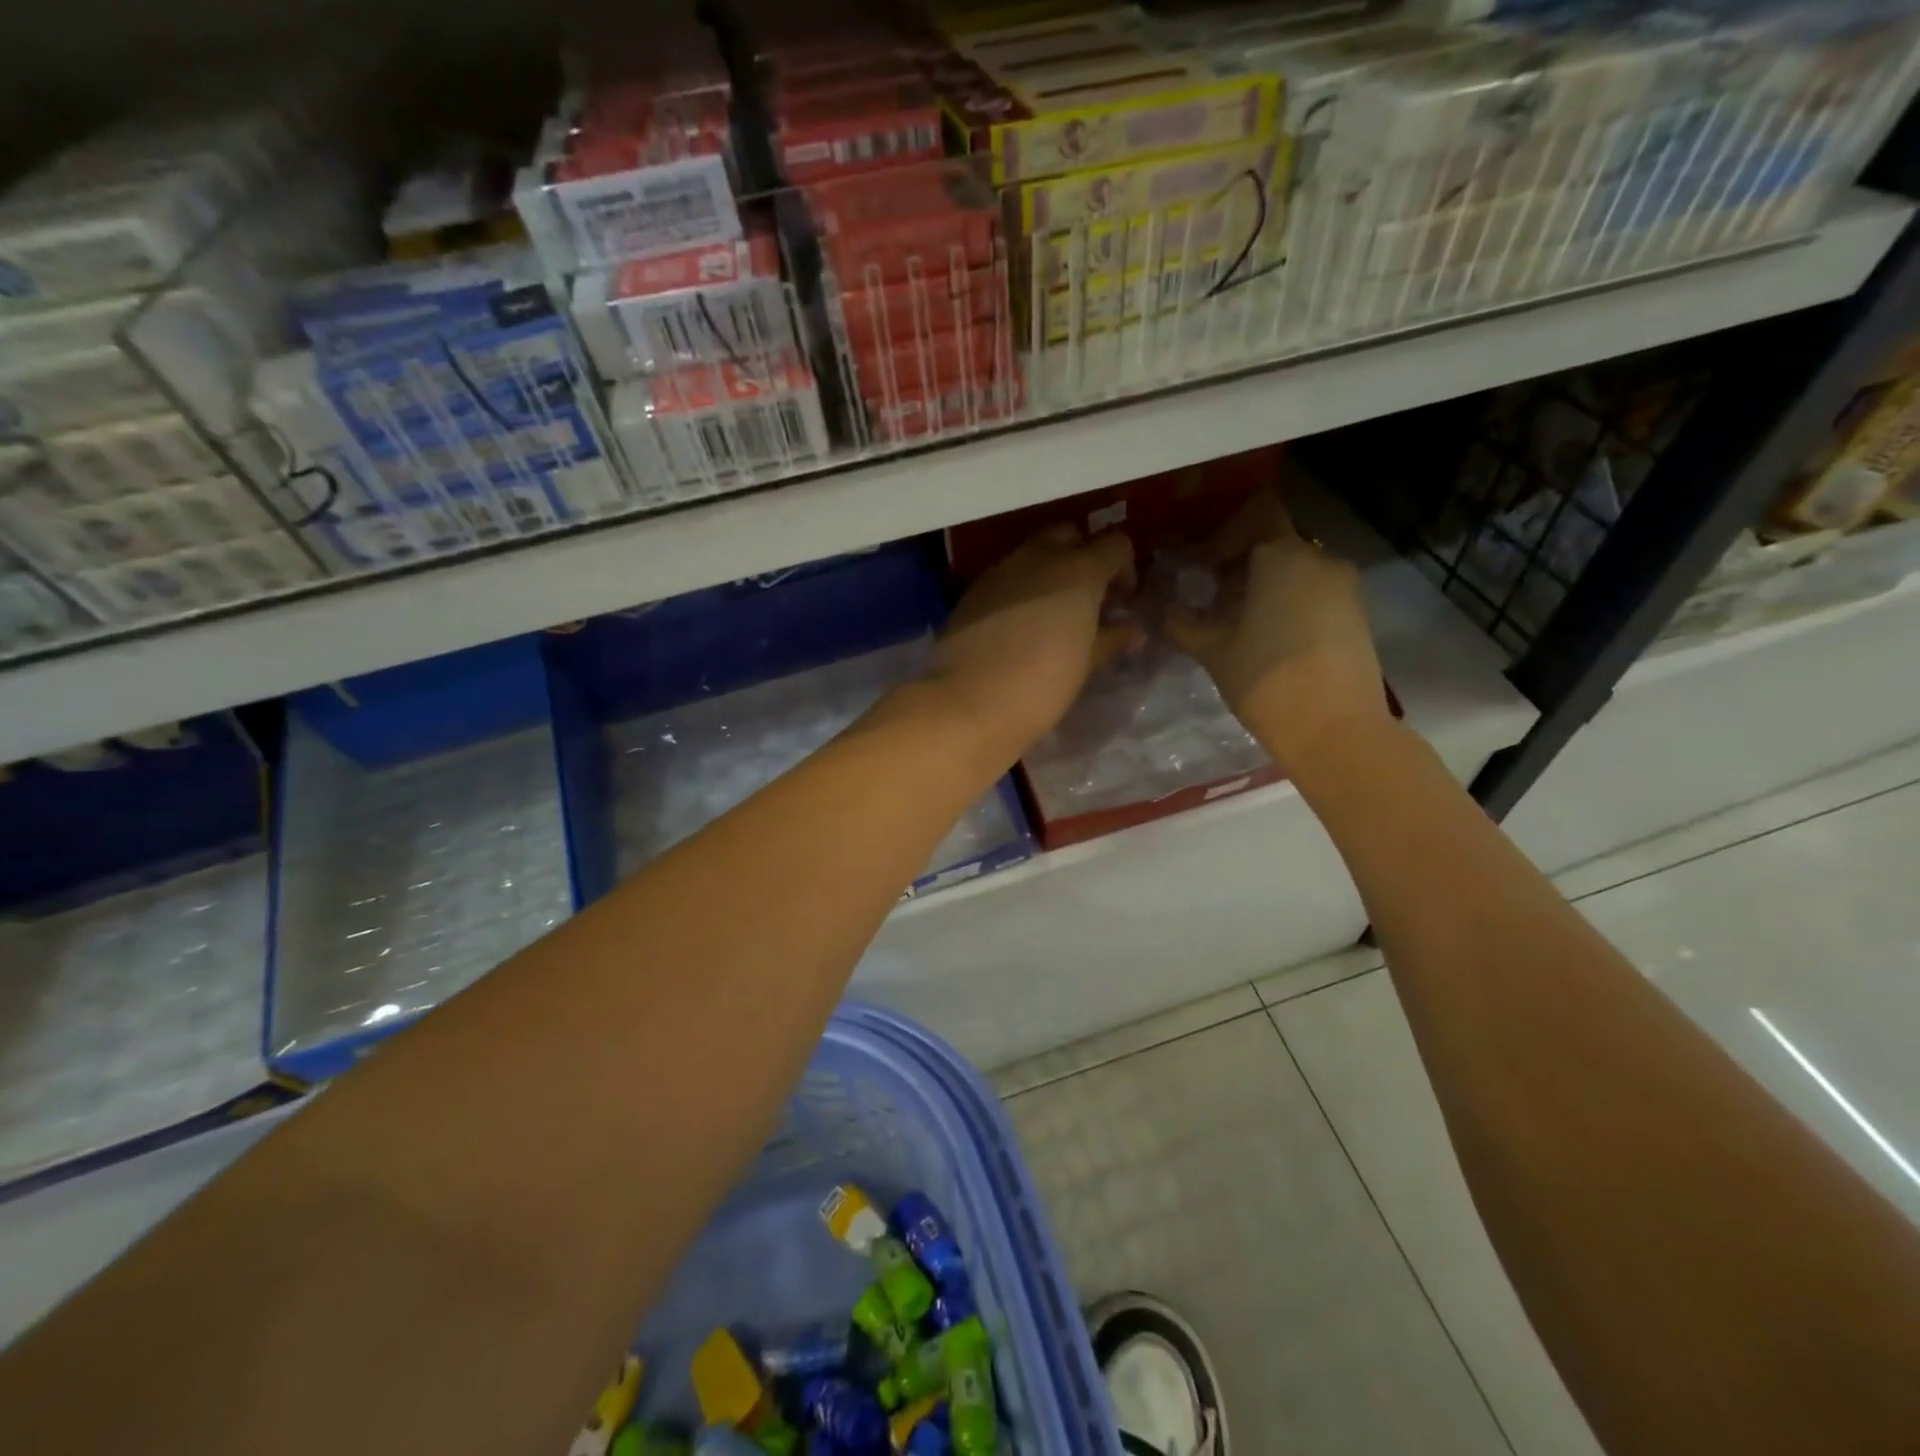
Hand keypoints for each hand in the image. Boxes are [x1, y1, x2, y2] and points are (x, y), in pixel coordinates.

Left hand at [929, 524, 1139, 756]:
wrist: (969, 702)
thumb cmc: (1041, 685)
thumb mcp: (1085, 664)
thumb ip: (1111, 639)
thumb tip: (1132, 631)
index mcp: (1078, 570)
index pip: (1115, 544)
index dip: (1125, 568)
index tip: (1122, 601)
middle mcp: (1039, 558)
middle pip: (1069, 536)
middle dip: (1082, 558)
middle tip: (1085, 599)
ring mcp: (1001, 571)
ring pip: (1032, 554)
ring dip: (1047, 573)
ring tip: (1050, 615)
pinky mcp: (973, 591)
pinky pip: (1004, 578)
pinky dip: (1018, 590)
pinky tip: (1017, 626)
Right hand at [1164, 490, 1390, 774]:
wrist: (1336, 730)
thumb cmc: (1265, 680)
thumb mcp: (1213, 651)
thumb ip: (1181, 623)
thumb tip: (1157, 609)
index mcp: (1283, 556)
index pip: (1255, 514)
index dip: (1224, 534)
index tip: (1199, 566)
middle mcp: (1319, 559)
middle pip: (1274, 541)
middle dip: (1239, 562)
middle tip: (1208, 595)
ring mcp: (1343, 586)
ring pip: (1295, 568)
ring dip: (1263, 583)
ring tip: (1235, 620)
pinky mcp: (1355, 613)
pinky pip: (1314, 590)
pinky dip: (1287, 600)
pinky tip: (1266, 635)